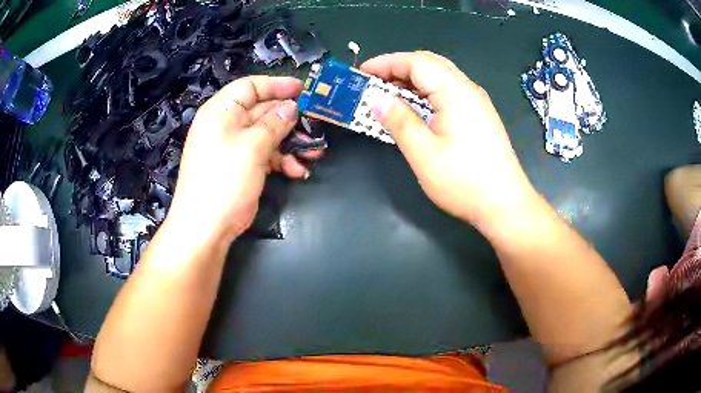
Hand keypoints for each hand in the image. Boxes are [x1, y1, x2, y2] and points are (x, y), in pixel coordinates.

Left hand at [166, 76, 319, 243]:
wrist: (206, 227)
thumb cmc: (224, 179)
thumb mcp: (252, 146)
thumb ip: (275, 123)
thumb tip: (291, 107)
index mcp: (221, 111)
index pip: (250, 86)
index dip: (276, 85)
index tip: (303, 89)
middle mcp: (227, 125)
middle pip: (263, 111)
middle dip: (290, 119)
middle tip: (316, 125)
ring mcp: (235, 147)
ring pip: (268, 135)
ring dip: (291, 143)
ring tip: (313, 153)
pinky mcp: (242, 166)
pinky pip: (265, 155)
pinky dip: (282, 161)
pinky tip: (298, 171)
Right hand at [361, 51, 537, 231]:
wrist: (505, 204)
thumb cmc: (464, 181)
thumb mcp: (424, 153)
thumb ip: (399, 121)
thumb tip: (377, 100)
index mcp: (455, 92)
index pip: (416, 62)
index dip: (386, 63)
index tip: (362, 73)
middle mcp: (468, 89)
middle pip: (429, 64)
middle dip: (398, 68)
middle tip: (373, 83)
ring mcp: (476, 102)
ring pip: (439, 77)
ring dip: (412, 80)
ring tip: (388, 96)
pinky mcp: (479, 115)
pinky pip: (448, 92)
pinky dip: (426, 93)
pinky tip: (415, 109)